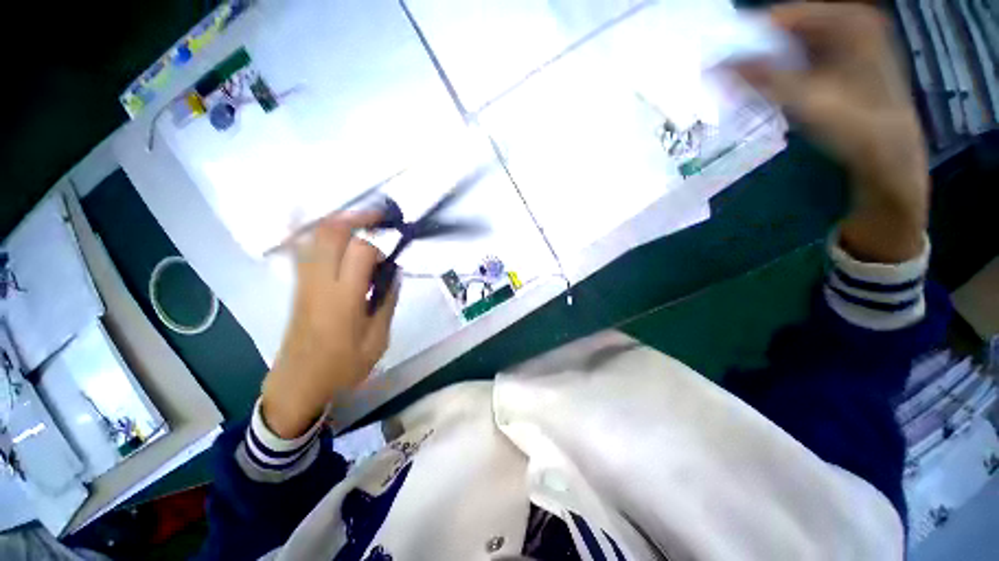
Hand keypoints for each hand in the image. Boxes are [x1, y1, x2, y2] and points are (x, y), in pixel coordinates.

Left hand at [261, 212, 399, 438]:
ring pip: (314, 236)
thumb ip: (388, 302)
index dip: (378, 247)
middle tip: (379, 218)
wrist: (298, 382)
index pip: (360, 251)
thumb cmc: (343, 366)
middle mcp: (320, 282)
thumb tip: (395, 273)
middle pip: (331, 233)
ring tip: (361, 222)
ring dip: (339, 221)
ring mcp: (304, 281)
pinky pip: (300, 248)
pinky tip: (320, 221)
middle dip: (357, 218)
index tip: (388, 258)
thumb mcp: (378, 339)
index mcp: (344, 298)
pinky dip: (309, 229)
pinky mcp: (297, 285)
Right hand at [735, 3, 928, 262]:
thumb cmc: (854, 125)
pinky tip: (770, 91)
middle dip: (757, 54)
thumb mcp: (804, 98)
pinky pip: (804, 59)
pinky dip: (784, 73)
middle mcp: (850, 22)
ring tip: (743, 85)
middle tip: (727, 76)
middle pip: (789, 31)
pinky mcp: (847, 62)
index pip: (782, 16)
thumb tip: (712, 67)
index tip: (717, 59)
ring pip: (794, 47)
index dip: (747, 37)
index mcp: (847, 19)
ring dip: (768, 66)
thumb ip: (758, 79)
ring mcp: (851, 42)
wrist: (889, 155)